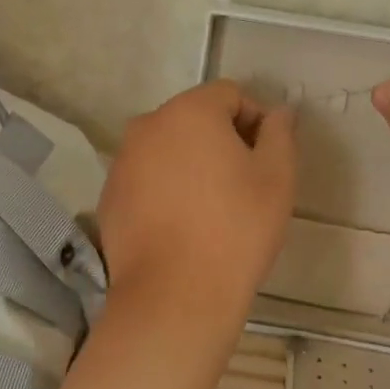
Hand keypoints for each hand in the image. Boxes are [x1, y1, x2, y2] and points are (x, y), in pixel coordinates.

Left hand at [97, 80, 296, 326]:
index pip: (229, 94)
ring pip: (167, 148)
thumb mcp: (277, 178)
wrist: (175, 294)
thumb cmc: (235, 229)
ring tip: (211, 207)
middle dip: (221, 139)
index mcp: (189, 111)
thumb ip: (280, 134)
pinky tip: (181, 225)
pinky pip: (145, 178)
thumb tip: (278, 113)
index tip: (267, 158)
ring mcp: (122, 161)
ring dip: (191, 163)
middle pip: (194, 118)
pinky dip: (165, 188)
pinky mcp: (109, 196)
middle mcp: (148, 125)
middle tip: (243, 183)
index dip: (255, 119)